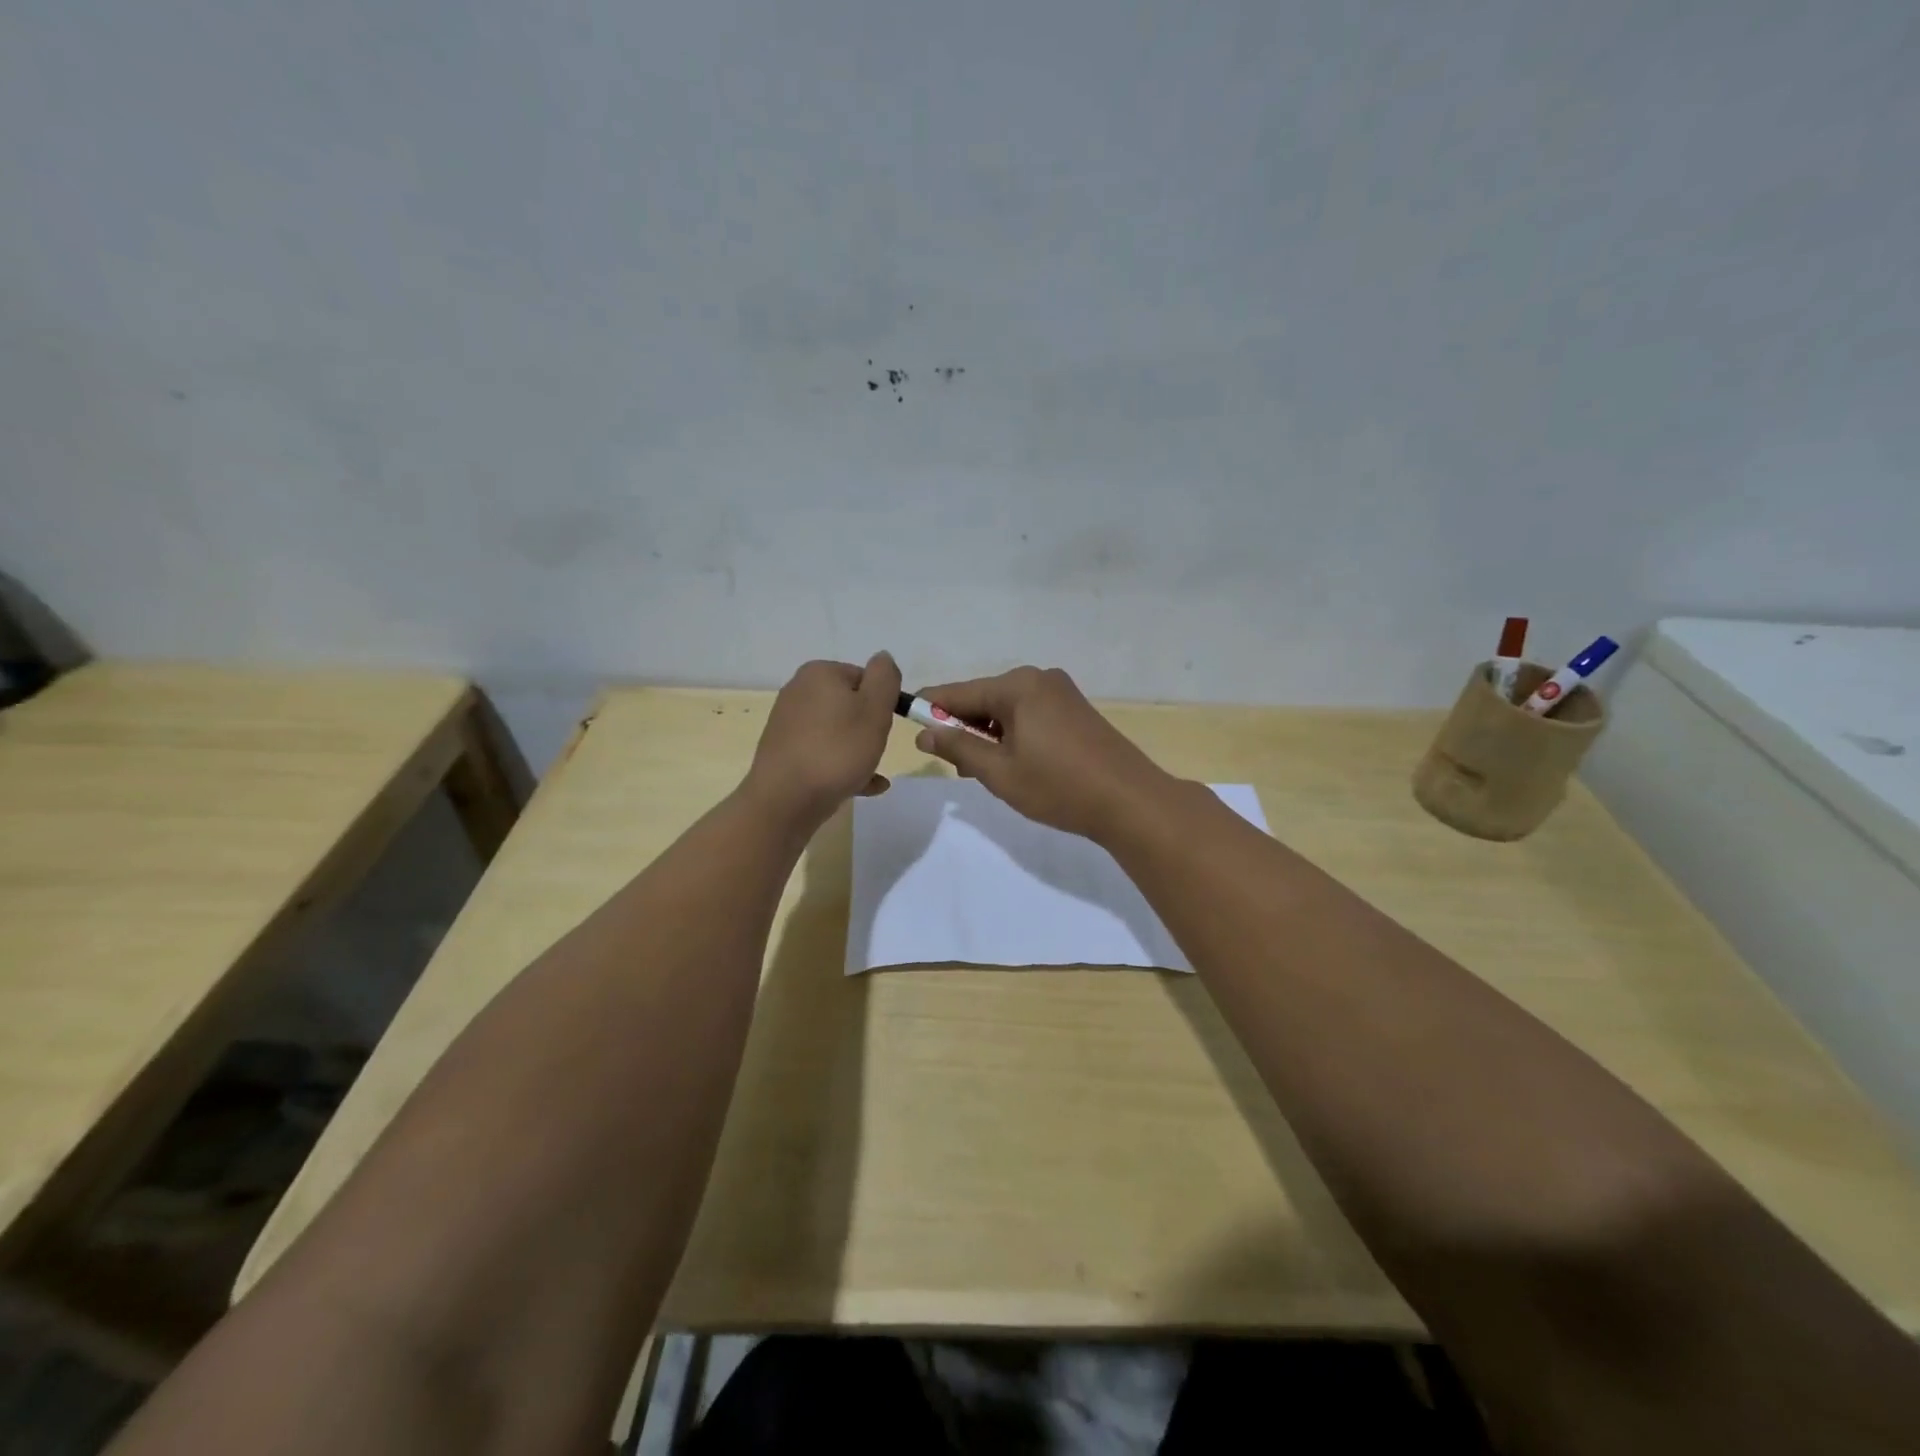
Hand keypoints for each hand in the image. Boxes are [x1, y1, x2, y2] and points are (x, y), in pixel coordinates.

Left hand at [744, 652, 901, 827]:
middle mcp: (799, 691)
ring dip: (859, 751)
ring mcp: (788, 723)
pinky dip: (843, 767)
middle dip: (869, 728)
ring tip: (871, 774)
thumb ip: (885, 678)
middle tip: (876, 750)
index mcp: (819, 673)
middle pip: (850, 705)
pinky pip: (823, 754)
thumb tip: (882, 658)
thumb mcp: (875, 708)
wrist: (786, 800)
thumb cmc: (837, 750)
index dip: (882, 702)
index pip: (865, 677)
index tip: (885, 726)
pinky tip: (863, 787)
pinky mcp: (784, 752)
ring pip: (838, 732)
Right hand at [910, 666, 1174, 840]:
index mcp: (1017, 686)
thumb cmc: (1058, 786)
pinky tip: (1015, 762)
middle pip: (984, 698)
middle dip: (964, 727)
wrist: (1130, 801)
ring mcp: (1061, 692)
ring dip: (990, 734)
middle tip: (956, 766)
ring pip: (1007, 709)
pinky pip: (1030, 714)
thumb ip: (958, 748)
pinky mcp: (1076, 709)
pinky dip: (1014, 734)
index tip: (906, 721)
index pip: (958, 692)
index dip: (930, 708)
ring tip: (986, 771)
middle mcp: (1039, 679)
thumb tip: (925, 733)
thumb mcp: (999, 772)